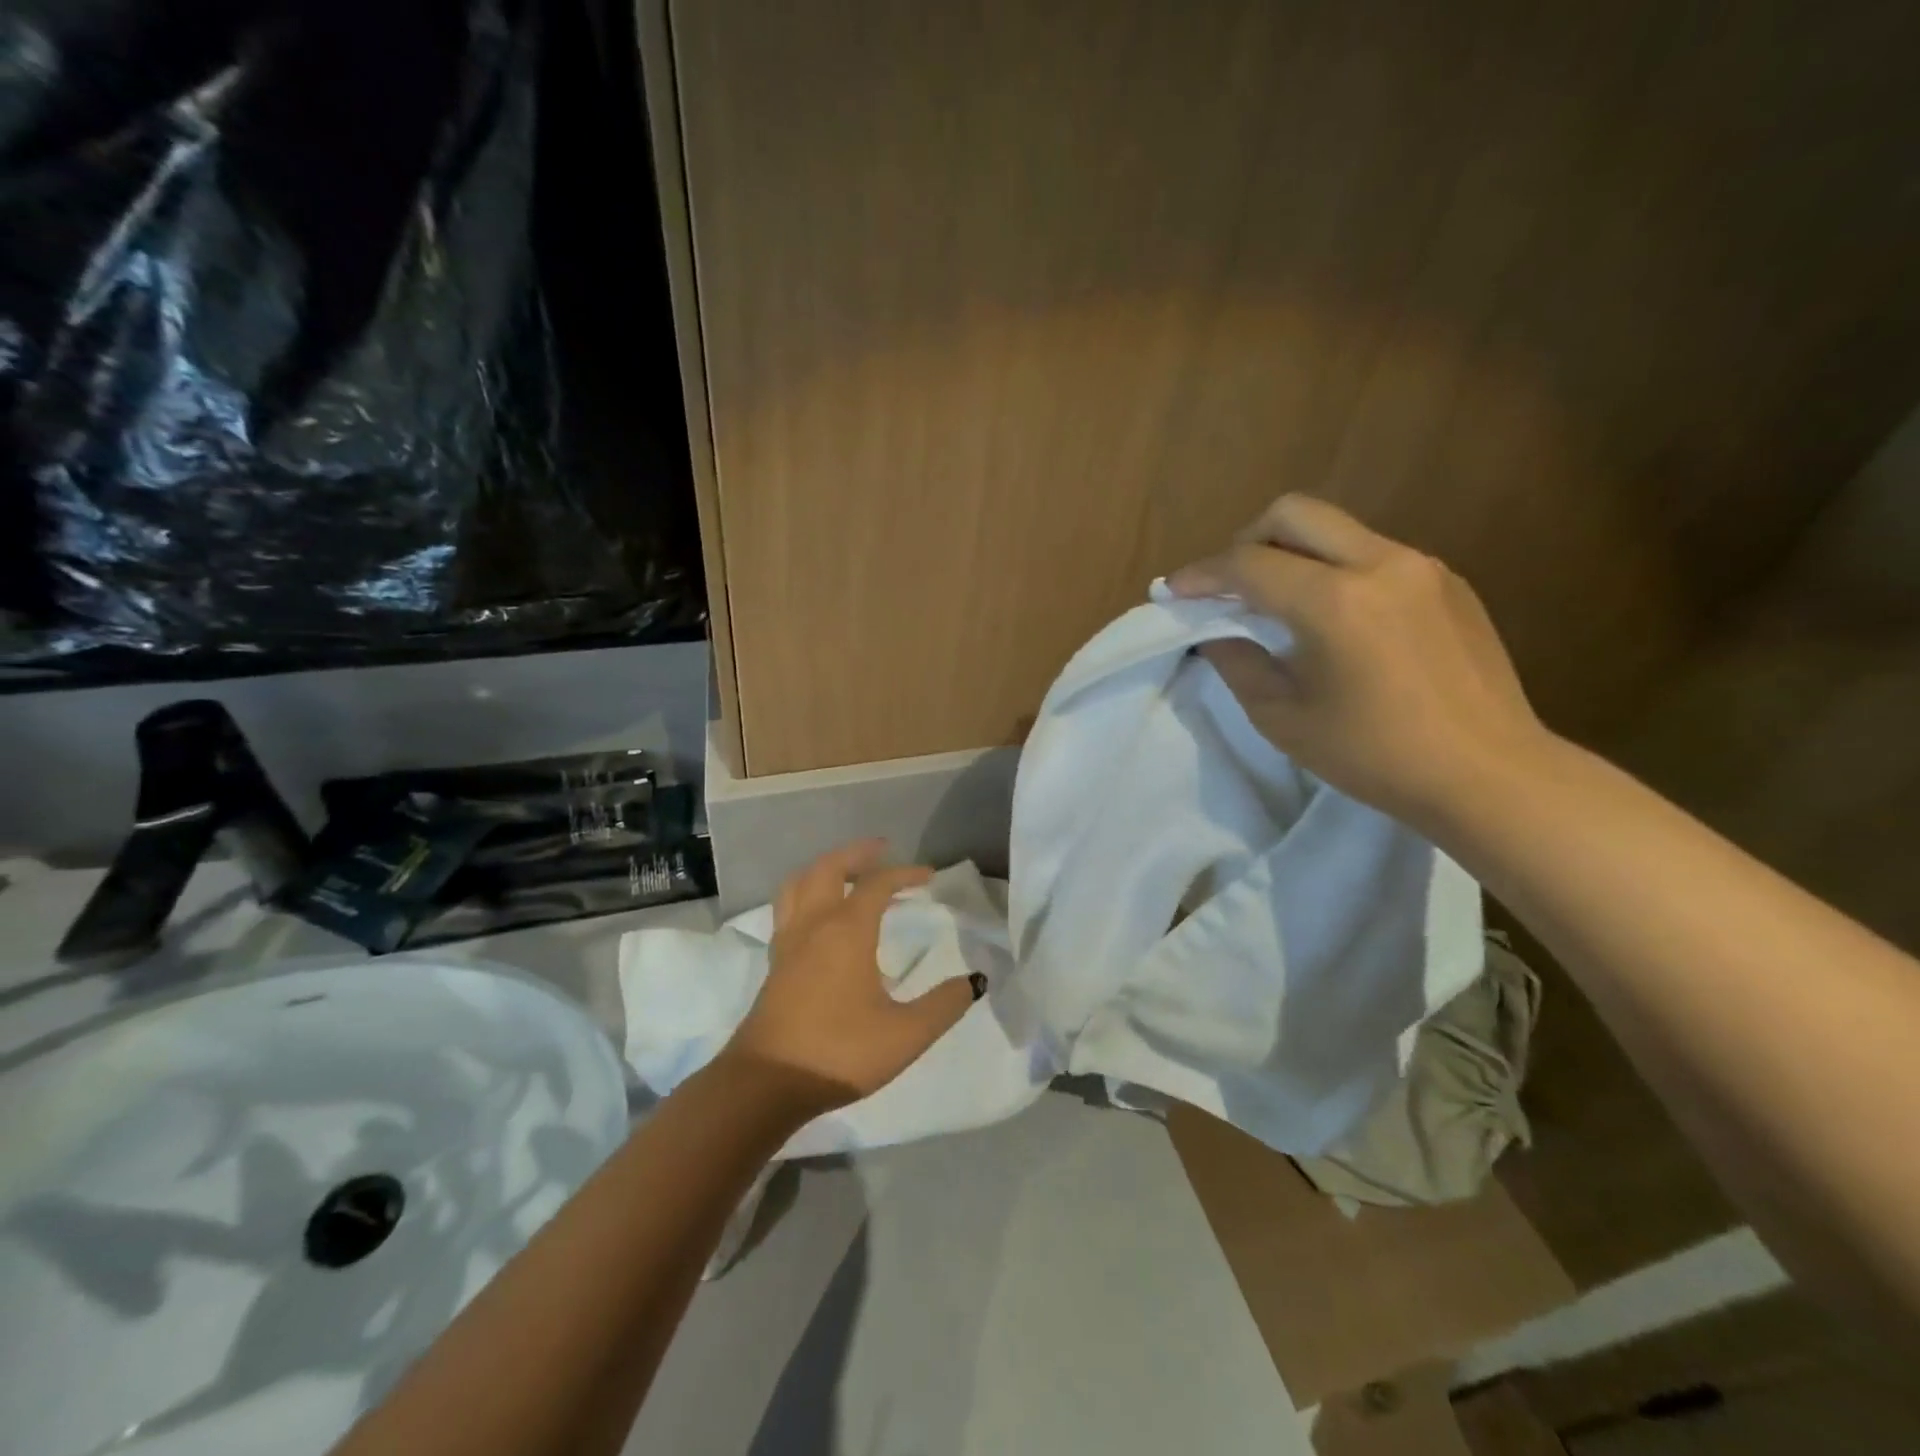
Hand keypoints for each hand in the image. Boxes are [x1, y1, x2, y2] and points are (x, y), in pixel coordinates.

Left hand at [721, 841, 976, 1112]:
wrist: (767, 1084)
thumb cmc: (840, 1053)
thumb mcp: (906, 1035)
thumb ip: (944, 1005)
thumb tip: (973, 981)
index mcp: (847, 930)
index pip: (878, 883)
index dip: (905, 873)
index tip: (929, 877)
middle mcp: (814, 925)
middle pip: (829, 868)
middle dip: (857, 854)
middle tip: (882, 851)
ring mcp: (788, 942)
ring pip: (799, 883)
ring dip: (824, 868)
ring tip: (847, 873)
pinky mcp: (775, 963)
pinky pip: (788, 908)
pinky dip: (807, 894)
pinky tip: (820, 916)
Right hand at [1169, 494, 1553, 831]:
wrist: (1489, 775)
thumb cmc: (1376, 756)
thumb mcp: (1284, 719)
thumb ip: (1240, 664)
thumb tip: (1217, 634)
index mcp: (1335, 602)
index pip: (1248, 564)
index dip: (1202, 574)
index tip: (1174, 590)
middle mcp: (1380, 564)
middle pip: (1294, 513)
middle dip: (1246, 540)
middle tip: (1228, 585)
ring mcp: (1421, 567)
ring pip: (1336, 530)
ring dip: (1293, 554)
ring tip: (1279, 604)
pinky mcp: (1448, 582)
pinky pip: (1374, 555)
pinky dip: (1336, 571)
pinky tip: (1336, 621)